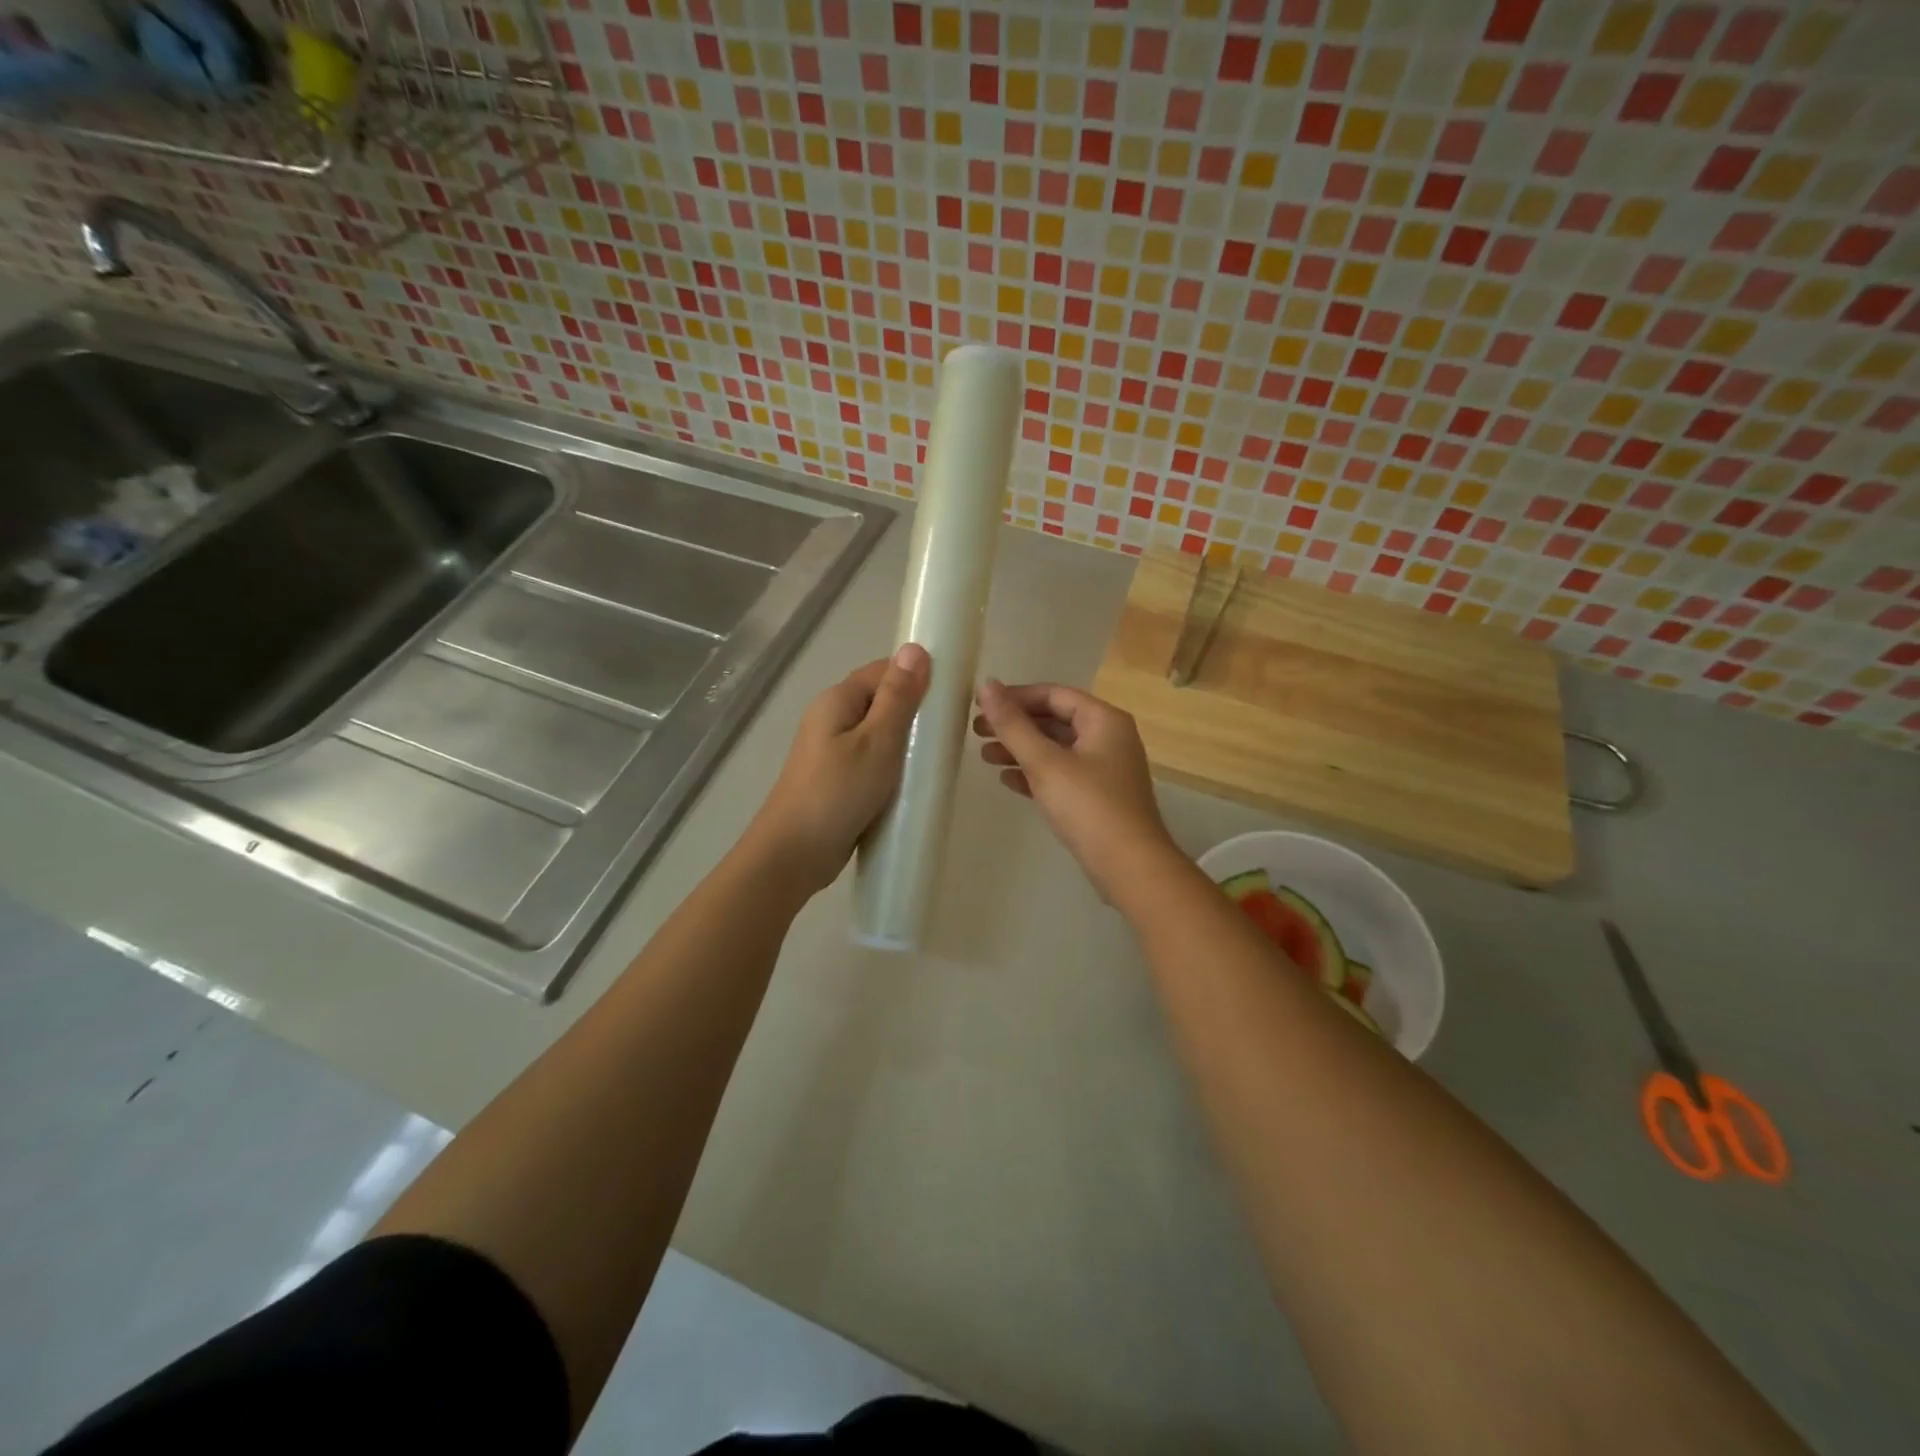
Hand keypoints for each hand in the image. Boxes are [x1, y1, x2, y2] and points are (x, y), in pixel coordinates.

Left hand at [750, 645, 930, 893]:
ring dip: (906, 744)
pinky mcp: (837, 781)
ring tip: (937, 759)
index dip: (917, 677)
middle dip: (915, 713)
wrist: (794, 854)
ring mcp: (832, 752)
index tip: (952, 696)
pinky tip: (913, 784)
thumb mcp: (877, 741)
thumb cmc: (838, 792)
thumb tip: (916, 649)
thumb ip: (898, 697)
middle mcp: (831, 719)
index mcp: (837, 700)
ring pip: (878, 736)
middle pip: (881, 702)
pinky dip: (893, 769)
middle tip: (949, 733)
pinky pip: (872, 763)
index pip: (883, 671)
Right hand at [972, 680, 1179, 902]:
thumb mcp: (1045, 763)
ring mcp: (1106, 769)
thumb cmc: (1089, 807)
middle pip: (1055, 720)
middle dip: (1015, 726)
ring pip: (1056, 749)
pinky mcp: (1099, 797)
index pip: (1054, 695)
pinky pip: (1062, 774)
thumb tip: (987, 685)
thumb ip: (1013, 725)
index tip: (982, 706)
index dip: (1016, 697)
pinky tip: (1008, 781)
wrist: (1130, 867)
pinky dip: (1036, 774)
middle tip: (976, 732)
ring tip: (985, 757)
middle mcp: (1109, 738)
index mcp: (1104, 720)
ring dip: (1021, 750)